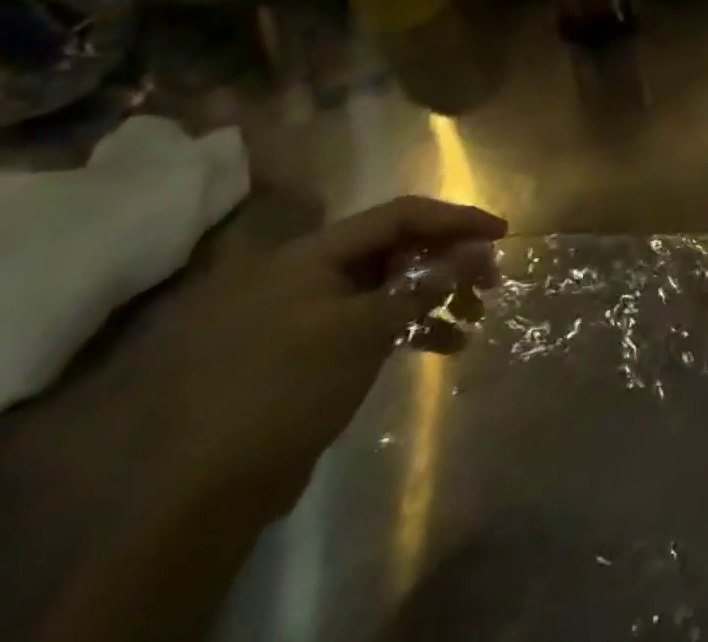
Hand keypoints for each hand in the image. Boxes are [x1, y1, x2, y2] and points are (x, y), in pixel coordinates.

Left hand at [128, 196, 506, 527]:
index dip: (454, 219)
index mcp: (312, 254)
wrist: (207, 492)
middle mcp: (309, 273)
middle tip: (491, 277)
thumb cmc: (289, 389)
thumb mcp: (365, 330)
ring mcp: (309, 313)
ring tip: (475, 315)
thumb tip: (473, 254)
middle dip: (449, 260)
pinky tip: (448, 345)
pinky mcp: (312, 351)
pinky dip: (411, 327)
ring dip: (436, 296)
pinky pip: (373, 320)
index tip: (500, 232)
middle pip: (396, 248)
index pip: (398, 216)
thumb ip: (423, 286)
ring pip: (389, 286)